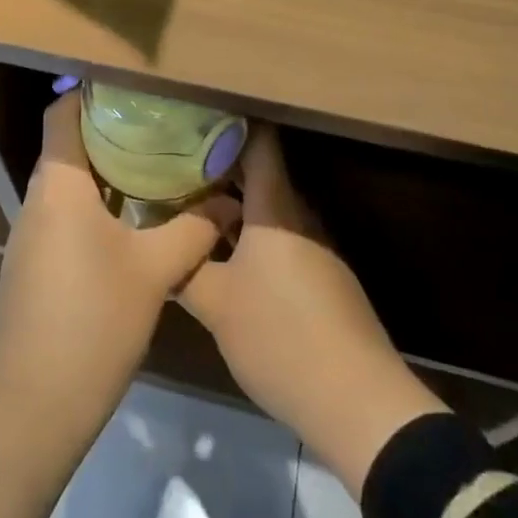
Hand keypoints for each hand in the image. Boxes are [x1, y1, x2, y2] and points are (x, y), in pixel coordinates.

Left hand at [0, 91, 236, 517]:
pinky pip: (65, 216)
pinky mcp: (32, 267)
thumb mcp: (154, 272)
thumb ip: (194, 228)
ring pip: (69, 184)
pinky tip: (135, 222)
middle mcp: (37, 201)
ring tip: (159, 166)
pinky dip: (98, 206)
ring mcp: (30, 237)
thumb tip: (230, 201)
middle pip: (69, 146)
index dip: (94, 92)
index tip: (138, 89)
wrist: (31, 410)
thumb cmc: (92, 323)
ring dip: (108, 172)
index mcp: (58, 186)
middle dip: (114, 132)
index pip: (63, 113)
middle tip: (165, 126)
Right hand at [179, 129, 447, 495]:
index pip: (258, 142)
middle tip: (173, 167)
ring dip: (232, 206)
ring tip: (189, 208)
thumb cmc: (280, 336)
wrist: (356, 401)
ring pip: (267, 210)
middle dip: (218, 169)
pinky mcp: (322, 276)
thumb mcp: (217, 305)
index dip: (229, 124)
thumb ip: (185, 269)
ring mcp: (315, 246)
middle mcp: (298, 215)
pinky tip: (223, 255)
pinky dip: (250, 235)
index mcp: (275, 207)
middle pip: (259, 175)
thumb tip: (161, 245)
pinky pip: (279, 238)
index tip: (193, 117)